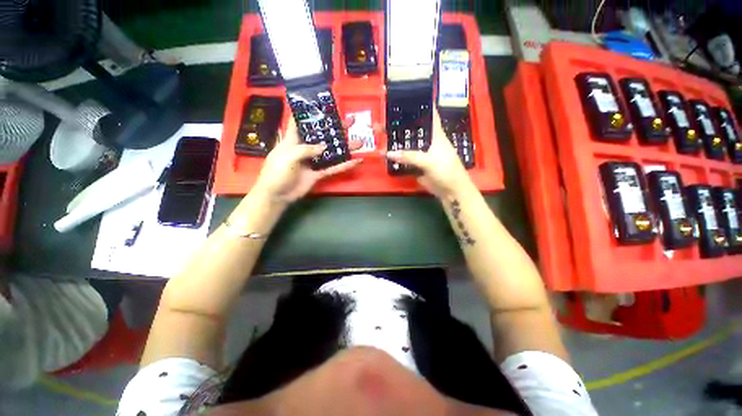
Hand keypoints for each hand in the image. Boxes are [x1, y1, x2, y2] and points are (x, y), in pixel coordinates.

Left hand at [252, 117, 363, 203]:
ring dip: (345, 147)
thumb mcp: (288, 156)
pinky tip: (356, 161)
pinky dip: (344, 166)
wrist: (277, 195)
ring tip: (359, 141)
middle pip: (322, 136)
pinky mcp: (319, 173)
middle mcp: (305, 148)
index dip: (309, 113)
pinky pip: (333, 168)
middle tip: (351, 122)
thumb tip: (324, 147)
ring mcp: (314, 161)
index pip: (301, 122)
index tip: (322, 105)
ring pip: (332, 152)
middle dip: (336, 129)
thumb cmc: (277, 172)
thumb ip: (306, 150)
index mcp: (293, 140)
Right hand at [386, 110, 472, 198]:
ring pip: (405, 146)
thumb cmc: (447, 170)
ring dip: (393, 142)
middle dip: (397, 125)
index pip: (429, 115)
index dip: (419, 106)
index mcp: (435, 135)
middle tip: (381, 121)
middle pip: (411, 131)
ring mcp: (420, 154)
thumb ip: (410, 156)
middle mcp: (427, 142)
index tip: (405, 98)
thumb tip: (388, 153)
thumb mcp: (430, 161)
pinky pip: (403, 159)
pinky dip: (394, 157)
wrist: (450, 191)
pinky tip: (384, 154)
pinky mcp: (416, 165)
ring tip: (378, 136)